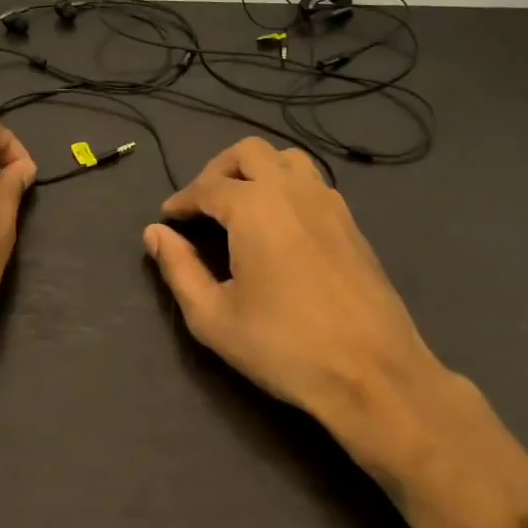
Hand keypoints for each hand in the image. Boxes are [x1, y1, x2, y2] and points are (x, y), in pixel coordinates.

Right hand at [143, 139, 527, 527]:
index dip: (181, 201)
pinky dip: (286, 186)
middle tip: (201, 205)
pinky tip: (278, 224)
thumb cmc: (283, 347)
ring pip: (287, 159)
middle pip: (248, 152)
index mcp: (254, 207)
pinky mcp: (351, 223)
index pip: (206, 187)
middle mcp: (292, 191)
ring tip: (239, 205)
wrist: (374, 374)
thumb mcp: (212, 316)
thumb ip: (178, 268)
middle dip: (216, 171)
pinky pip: (312, 183)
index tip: (167, 219)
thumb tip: (154, 233)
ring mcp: (329, 203)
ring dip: (256, 170)